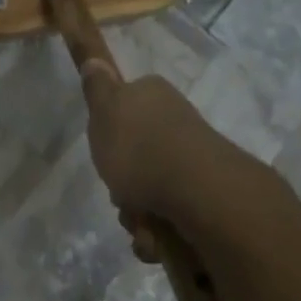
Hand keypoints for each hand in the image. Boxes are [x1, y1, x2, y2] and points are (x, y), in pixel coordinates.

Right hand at [79, 60, 227, 247]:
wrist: (199, 192)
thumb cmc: (140, 149)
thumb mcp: (105, 111)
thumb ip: (97, 88)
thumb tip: (95, 61)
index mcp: (154, 96)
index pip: (124, 107)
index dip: (110, 133)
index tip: (104, 151)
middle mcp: (177, 122)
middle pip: (135, 156)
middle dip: (123, 185)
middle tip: (120, 194)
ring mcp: (194, 159)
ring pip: (149, 190)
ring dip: (138, 215)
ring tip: (141, 224)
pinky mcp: (206, 194)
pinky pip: (170, 215)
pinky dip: (158, 232)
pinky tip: (157, 239)